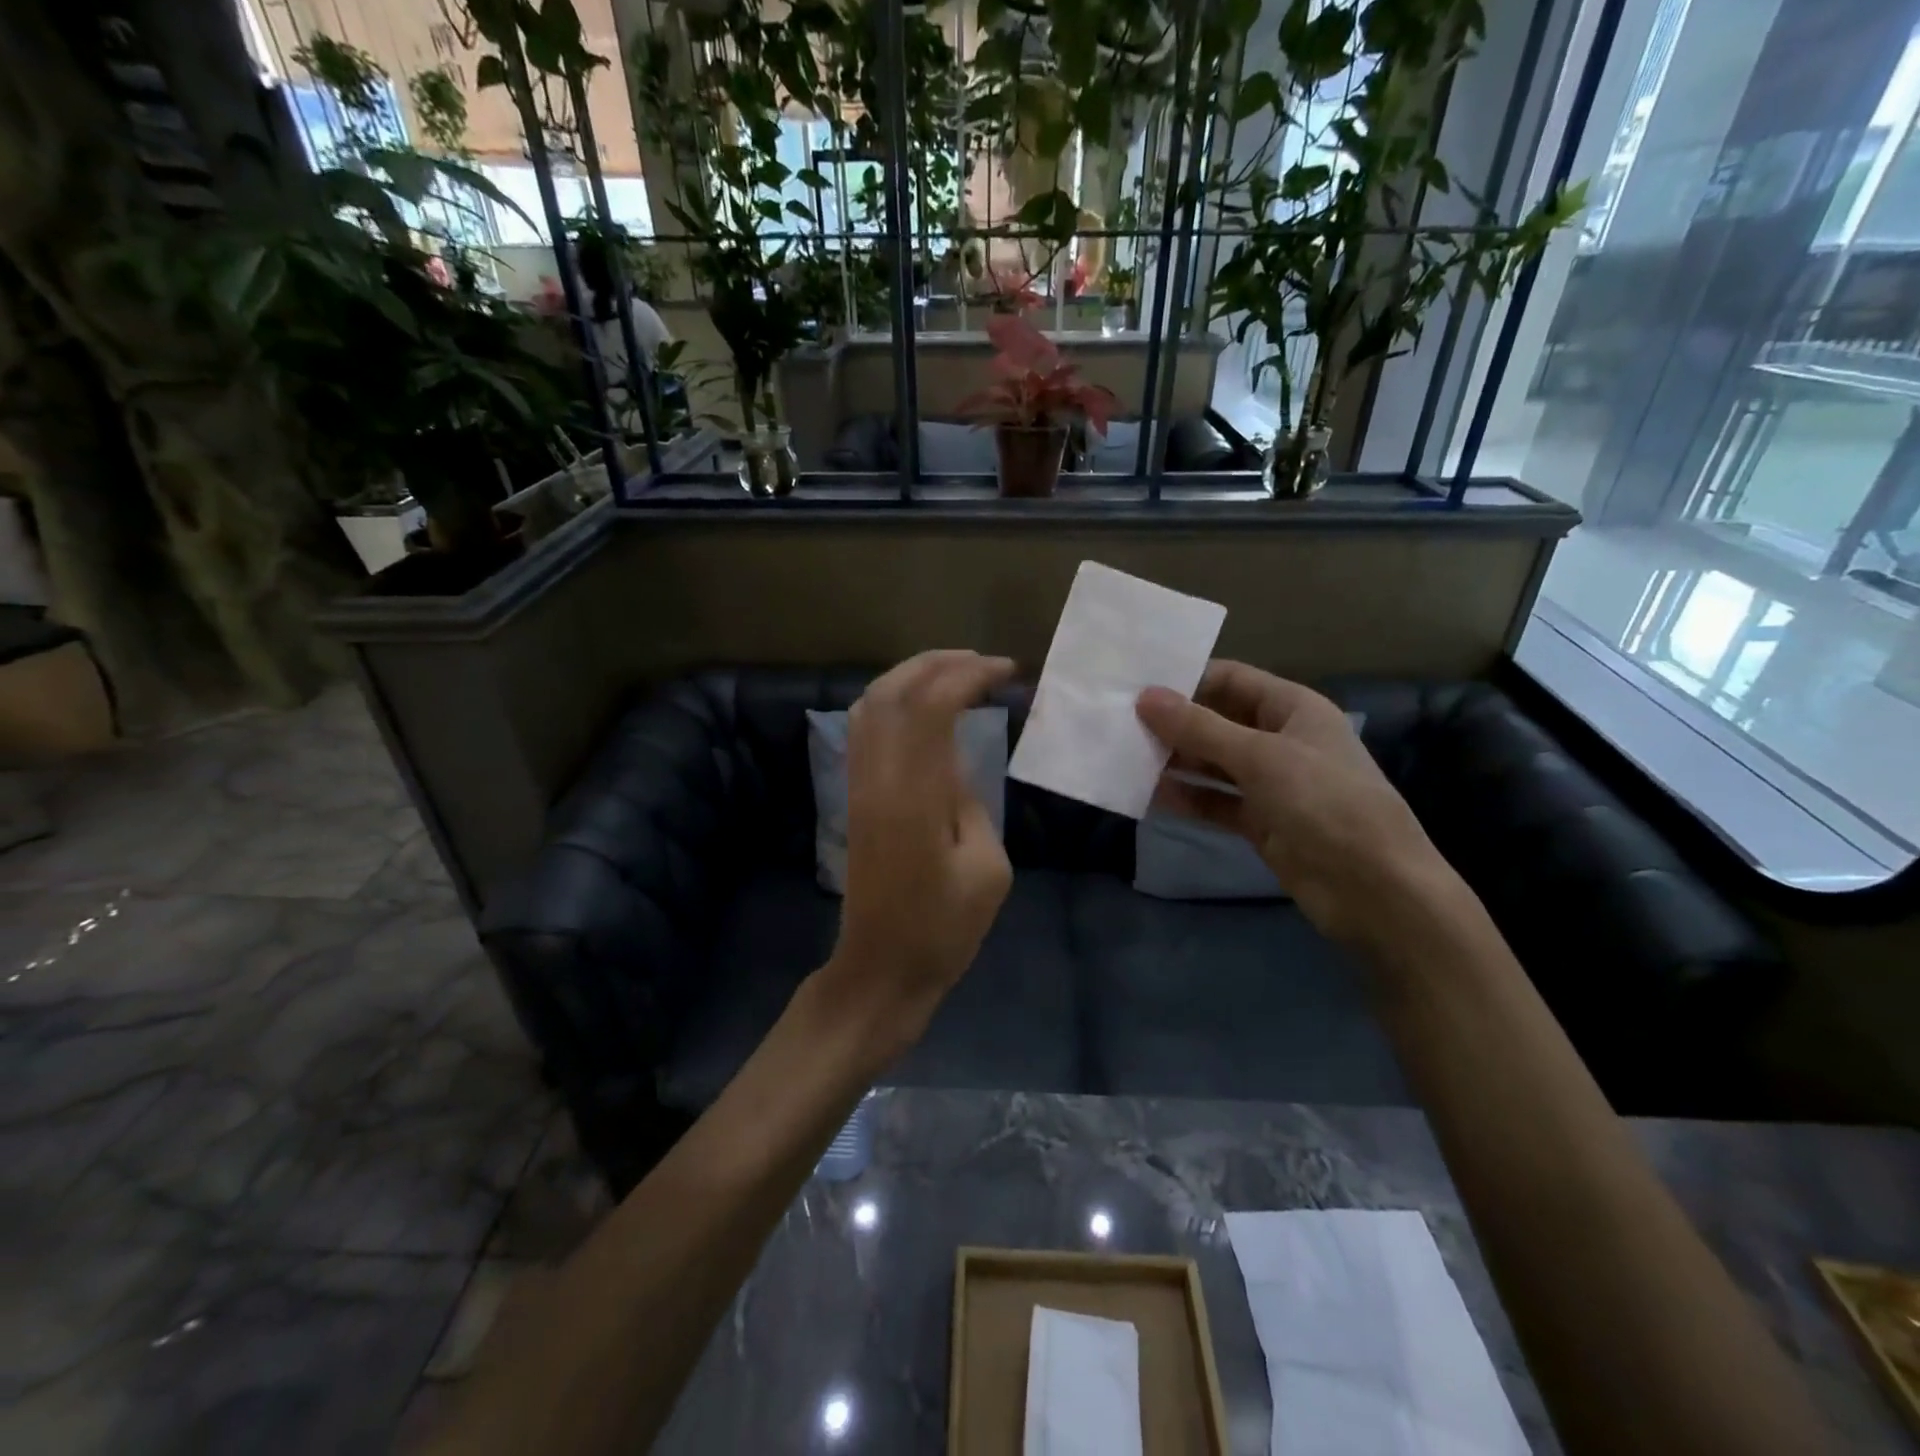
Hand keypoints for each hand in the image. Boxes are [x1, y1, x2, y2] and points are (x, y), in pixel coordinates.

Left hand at [825, 650, 1015, 1050]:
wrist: (881, 967)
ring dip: (912, 676)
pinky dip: (893, 700)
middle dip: (939, 663)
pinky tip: (922, 707)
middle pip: (893, 691)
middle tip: (984, 663)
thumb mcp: (987, 868)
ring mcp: (858, 784)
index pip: (931, 706)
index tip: (1007, 672)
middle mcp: (877, 778)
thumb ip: (973, 802)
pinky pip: (864, 728)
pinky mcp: (854, 795)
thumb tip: (956, 765)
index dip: (968, 675)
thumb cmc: (943, 929)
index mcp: (914, 796)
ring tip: (956, 674)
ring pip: (870, 703)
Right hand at [1136, 662, 1452, 946]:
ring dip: (1176, 761)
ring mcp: (1272, 783)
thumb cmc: (1324, 803)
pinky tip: (1151, 795)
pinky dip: (1188, 797)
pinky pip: (1216, 801)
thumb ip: (1200, 728)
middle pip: (1218, 721)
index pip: (1231, 680)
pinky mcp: (1262, 822)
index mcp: (1293, 708)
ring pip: (1213, 763)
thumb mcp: (1260, 757)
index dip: (1187, 680)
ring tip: (1126, 756)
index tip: (1137, 687)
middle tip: (1120, 723)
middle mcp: (1281, 740)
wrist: (1374, 889)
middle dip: (1175, 723)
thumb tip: (1145, 697)